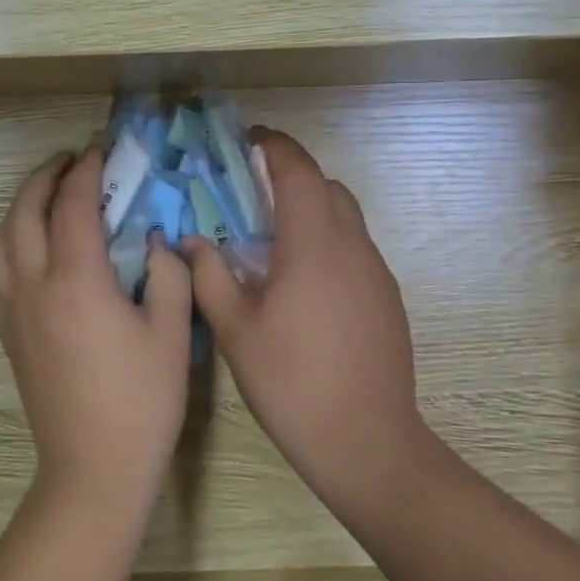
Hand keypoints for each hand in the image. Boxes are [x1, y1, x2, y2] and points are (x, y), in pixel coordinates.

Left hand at [0, 146, 194, 511]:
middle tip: (70, 160)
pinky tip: (28, 245)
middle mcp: (33, 285)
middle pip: (25, 211)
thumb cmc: (141, 401)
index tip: (100, 150)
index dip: (87, 171)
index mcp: (76, 281)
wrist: (93, 467)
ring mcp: (13, 310)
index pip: (73, 205)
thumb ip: (166, 274)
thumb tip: (154, 241)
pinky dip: (8, 241)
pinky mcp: (6, 332)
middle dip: (45, 176)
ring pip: (1, 238)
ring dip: (20, 205)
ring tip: (46, 194)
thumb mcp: (170, 333)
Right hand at [183, 130, 441, 519]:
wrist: (365, 441)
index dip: (275, 146)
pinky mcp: (387, 298)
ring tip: (272, 241)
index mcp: (313, 245)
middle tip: (252, 194)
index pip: (298, 171)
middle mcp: (352, 247)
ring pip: (345, 218)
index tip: (248, 140)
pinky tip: (302, 284)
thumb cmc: (291, 381)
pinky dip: (327, 242)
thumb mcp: (235, 329)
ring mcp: (376, 273)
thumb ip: (209, 275)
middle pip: (327, 187)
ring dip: (311, 210)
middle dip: (292, 177)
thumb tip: (192, 241)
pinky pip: (355, 249)